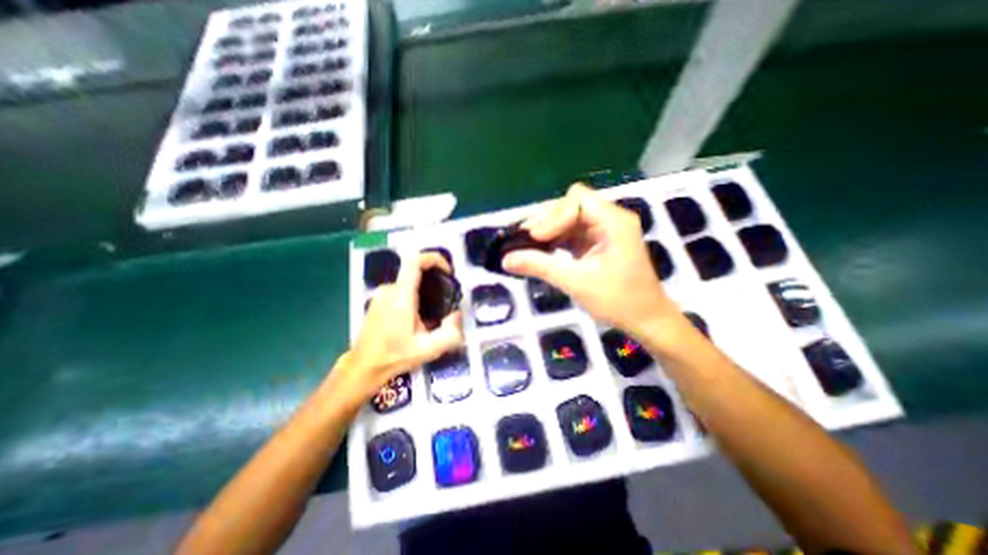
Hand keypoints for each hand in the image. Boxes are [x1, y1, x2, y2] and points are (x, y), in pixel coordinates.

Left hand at [328, 254, 461, 405]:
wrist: (363, 367)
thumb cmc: (394, 356)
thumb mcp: (428, 349)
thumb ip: (450, 333)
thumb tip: (458, 315)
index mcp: (401, 297)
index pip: (415, 261)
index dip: (434, 258)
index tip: (448, 271)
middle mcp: (389, 290)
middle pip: (416, 272)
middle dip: (435, 280)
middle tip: (448, 298)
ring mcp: (382, 294)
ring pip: (409, 282)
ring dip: (425, 291)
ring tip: (435, 312)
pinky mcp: (378, 300)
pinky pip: (401, 290)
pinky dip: (414, 296)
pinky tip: (419, 318)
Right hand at [508, 182, 680, 338]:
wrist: (646, 320)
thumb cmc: (618, 301)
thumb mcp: (576, 282)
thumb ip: (540, 266)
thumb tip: (506, 259)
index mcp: (613, 221)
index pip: (577, 200)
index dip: (553, 216)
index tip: (534, 238)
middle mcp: (610, 219)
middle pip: (571, 205)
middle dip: (546, 221)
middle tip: (523, 240)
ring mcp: (604, 230)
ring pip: (568, 219)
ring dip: (548, 231)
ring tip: (526, 246)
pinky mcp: (597, 242)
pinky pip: (571, 233)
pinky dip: (554, 240)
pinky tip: (541, 251)